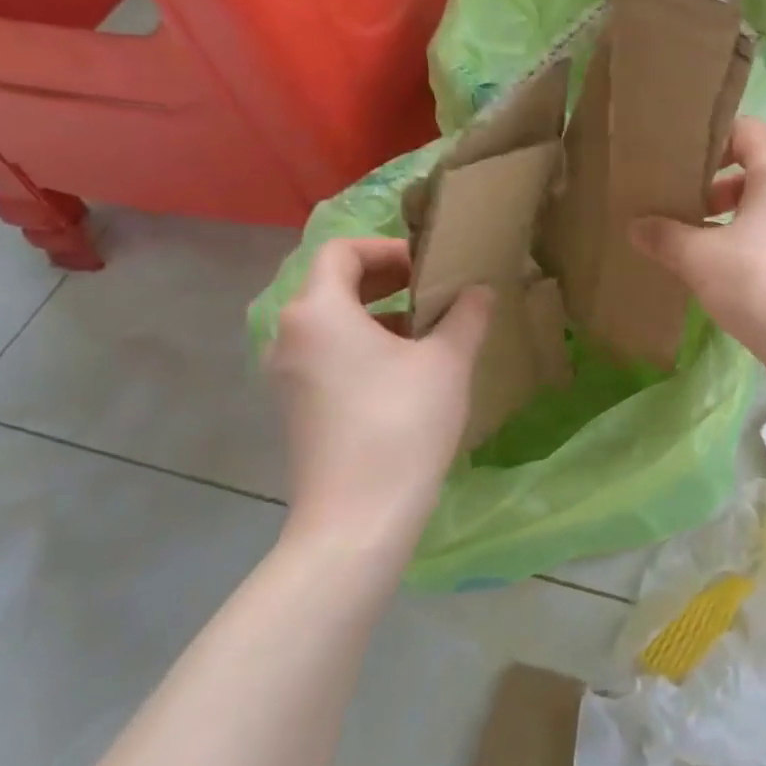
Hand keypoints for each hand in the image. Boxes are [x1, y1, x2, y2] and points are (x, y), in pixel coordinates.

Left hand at [268, 237, 491, 549]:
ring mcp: (286, 375)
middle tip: (433, 292)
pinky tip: (403, 374)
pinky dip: (361, 347)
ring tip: (425, 333)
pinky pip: (326, 356)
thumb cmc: (402, 423)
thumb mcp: (447, 362)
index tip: (429, 267)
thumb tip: (479, 291)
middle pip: (331, 285)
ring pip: (330, 323)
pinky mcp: (295, 408)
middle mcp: (289, 335)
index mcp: (317, 311)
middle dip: (385, 281)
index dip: (387, 249)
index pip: (342, 252)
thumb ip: (466, 315)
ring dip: (376, 316)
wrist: (359, 515)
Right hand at [630, 118, 765, 385]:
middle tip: (663, 201)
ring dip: (713, 222)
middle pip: (745, 171)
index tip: (670, 158)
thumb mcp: (701, 256)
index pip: (744, 129)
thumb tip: (636, 226)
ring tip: (671, 238)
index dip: (708, 136)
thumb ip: (665, 236)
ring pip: (750, 212)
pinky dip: (729, 251)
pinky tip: (696, 272)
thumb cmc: (762, 282)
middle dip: (703, 185)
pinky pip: (757, 245)